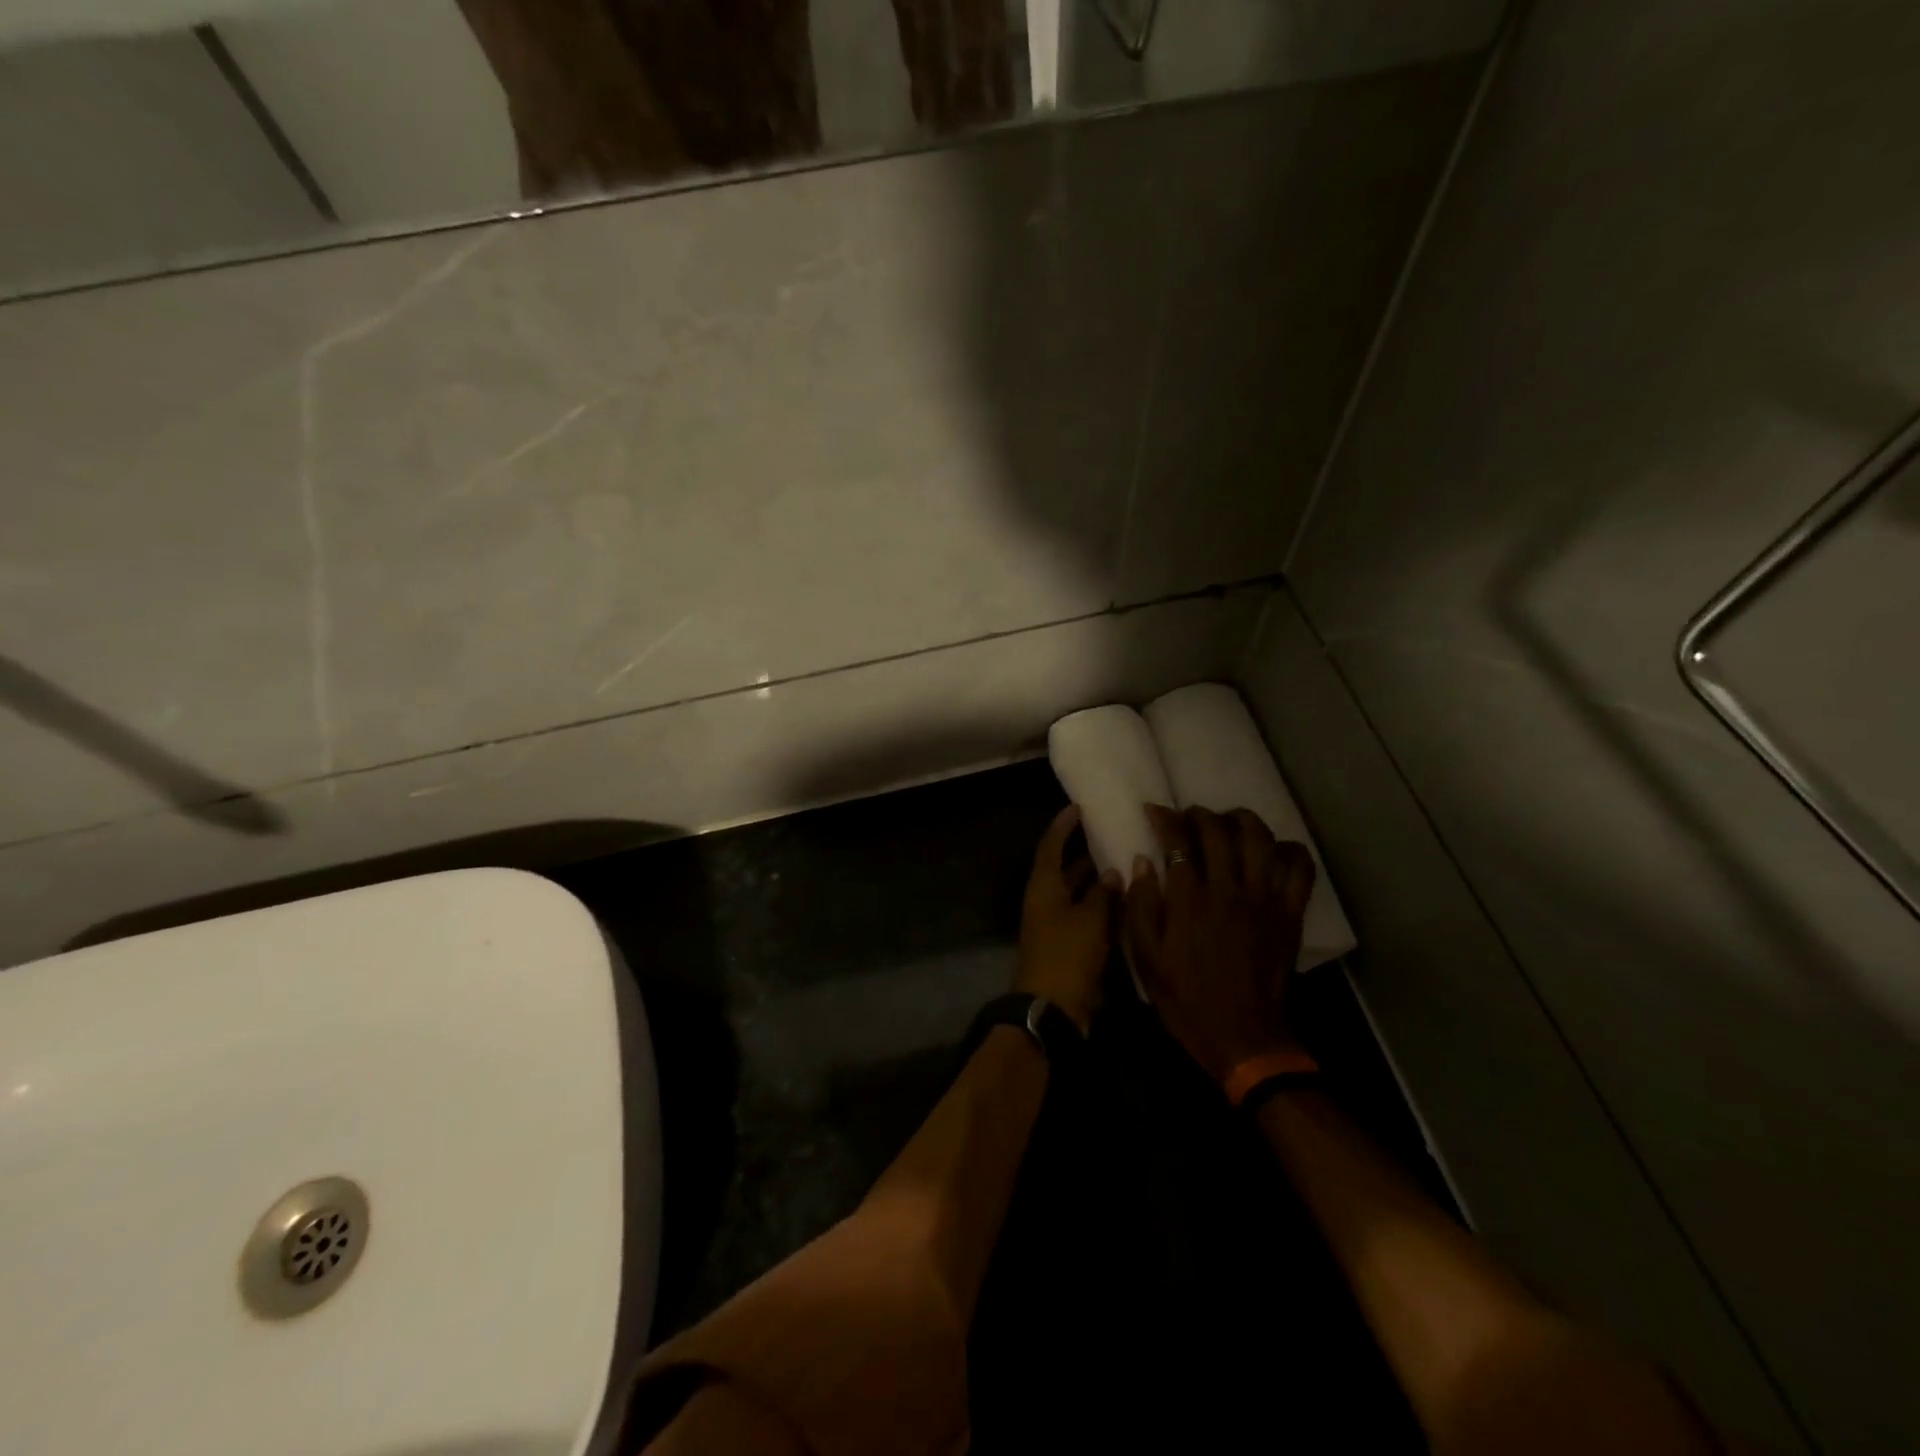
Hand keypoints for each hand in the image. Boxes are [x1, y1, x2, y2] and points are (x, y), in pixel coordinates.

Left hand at [1014, 805, 1120, 1030]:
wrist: (1050, 1009)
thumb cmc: (1066, 955)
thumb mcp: (1089, 920)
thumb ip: (1103, 894)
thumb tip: (1111, 873)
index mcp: (1043, 887)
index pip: (1051, 846)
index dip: (1062, 826)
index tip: (1078, 808)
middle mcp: (1047, 901)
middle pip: (1064, 870)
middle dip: (1084, 853)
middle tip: (1111, 835)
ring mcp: (1056, 925)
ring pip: (1078, 894)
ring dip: (1098, 882)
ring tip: (1126, 863)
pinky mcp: (1068, 946)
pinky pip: (1086, 917)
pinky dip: (1103, 907)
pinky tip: (1127, 902)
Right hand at [1124, 804, 1316, 1088]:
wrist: (1241, 1036)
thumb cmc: (1186, 998)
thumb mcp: (1146, 958)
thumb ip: (1141, 906)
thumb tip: (1143, 862)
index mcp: (1190, 901)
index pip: (1179, 842)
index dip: (1166, 819)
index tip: (1155, 810)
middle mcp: (1228, 891)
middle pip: (1219, 832)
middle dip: (1201, 814)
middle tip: (1190, 816)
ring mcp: (1264, 900)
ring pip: (1260, 840)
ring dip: (1243, 820)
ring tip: (1230, 820)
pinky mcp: (1289, 914)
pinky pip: (1299, 870)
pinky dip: (1290, 851)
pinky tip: (1275, 849)